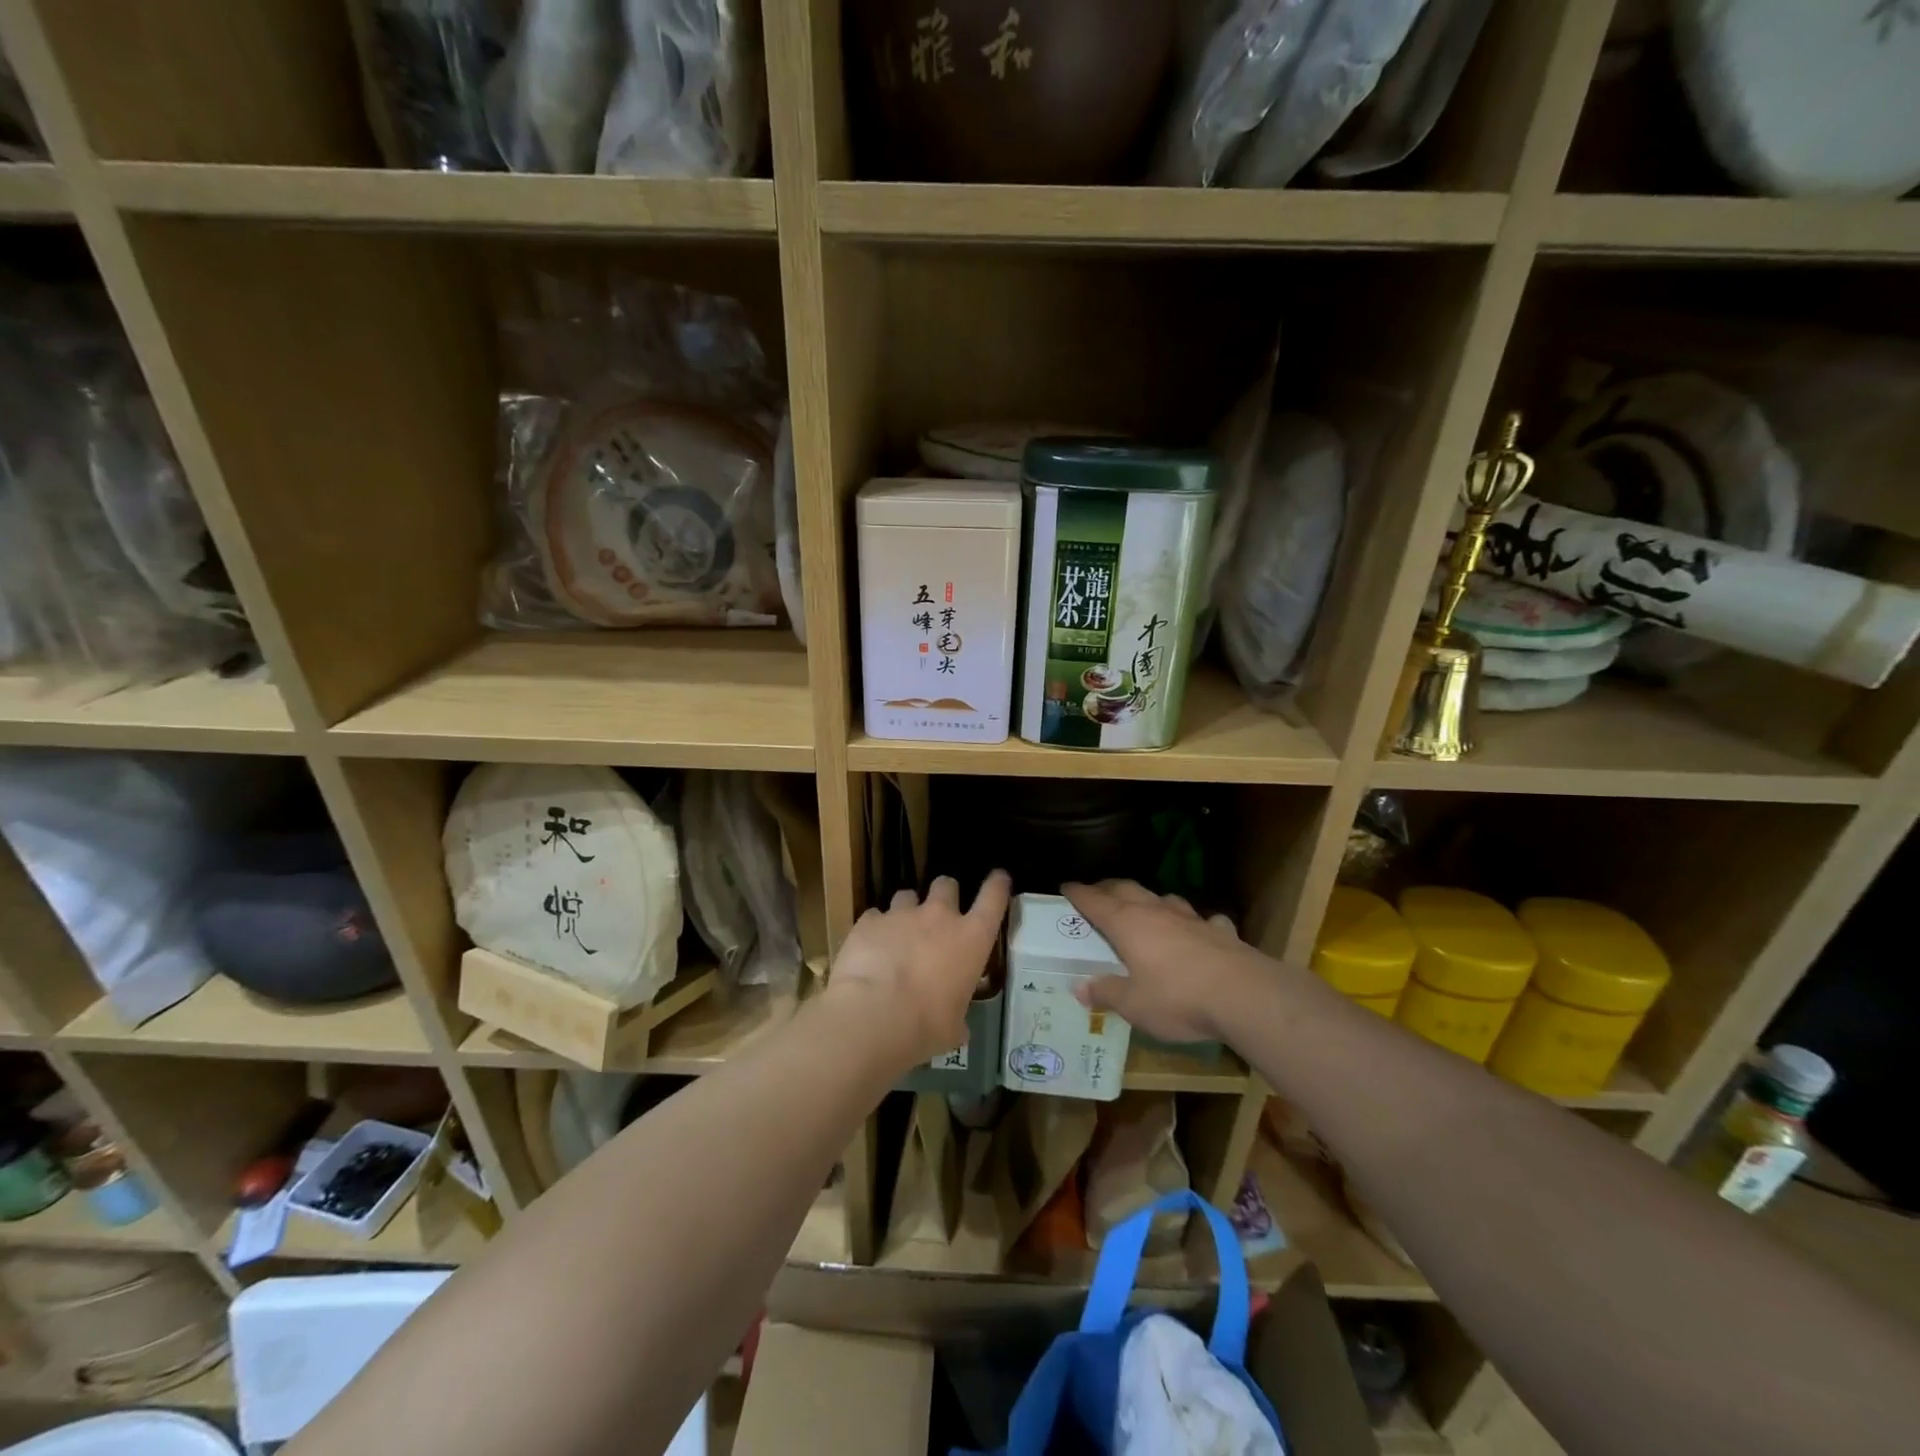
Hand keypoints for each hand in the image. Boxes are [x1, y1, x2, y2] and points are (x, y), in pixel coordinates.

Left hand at [825, 871, 1011, 1071]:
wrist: (873, 1015)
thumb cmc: (926, 1025)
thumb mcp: (953, 1027)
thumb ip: (957, 1018)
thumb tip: (957, 1028)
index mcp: (971, 938)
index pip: (993, 898)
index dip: (998, 884)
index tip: (999, 878)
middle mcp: (939, 916)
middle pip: (946, 884)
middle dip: (944, 894)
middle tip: (938, 914)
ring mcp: (901, 914)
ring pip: (907, 895)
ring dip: (906, 911)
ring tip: (898, 934)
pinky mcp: (868, 921)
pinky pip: (874, 916)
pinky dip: (875, 929)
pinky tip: (869, 949)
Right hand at [1063, 880, 1257, 1044]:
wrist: (1243, 995)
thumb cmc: (1177, 998)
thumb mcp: (1134, 1005)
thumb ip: (1106, 993)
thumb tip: (1080, 987)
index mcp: (1127, 924)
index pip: (1095, 901)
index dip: (1078, 893)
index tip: (1065, 887)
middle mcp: (1156, 912)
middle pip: (1126, 889)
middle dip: (1108, 888)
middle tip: (1097, 893)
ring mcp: (1190, 918)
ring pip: (1163, 898)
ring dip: (1149, 900)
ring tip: (1144, 907)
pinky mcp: (1220, 930)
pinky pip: (1202, 920)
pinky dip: (1194, 923)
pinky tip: (1199, 931)